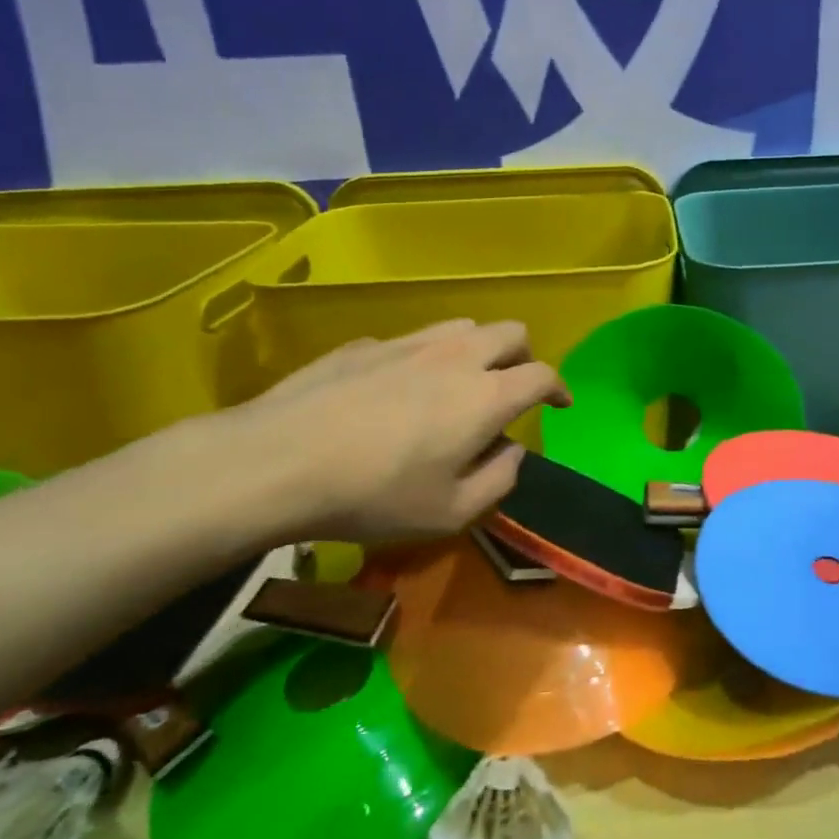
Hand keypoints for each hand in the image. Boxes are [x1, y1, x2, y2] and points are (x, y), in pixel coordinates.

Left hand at [219, 319, 568, 545]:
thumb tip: (512, 450)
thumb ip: (498, 480)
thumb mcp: (451, 512)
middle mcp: (457, 357)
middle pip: (511, 332)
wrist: (279, 461)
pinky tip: (397, 392)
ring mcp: (409, 343)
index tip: (560, 405)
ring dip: (478, 350)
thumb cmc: (375, 494)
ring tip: (461, 383)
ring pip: (464, 327)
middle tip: (513, 388)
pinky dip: (425, 359)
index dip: (559, 388)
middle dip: (524, 357)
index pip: (543, 374)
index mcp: (487, 396)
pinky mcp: (366, 344)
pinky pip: (413, 341)